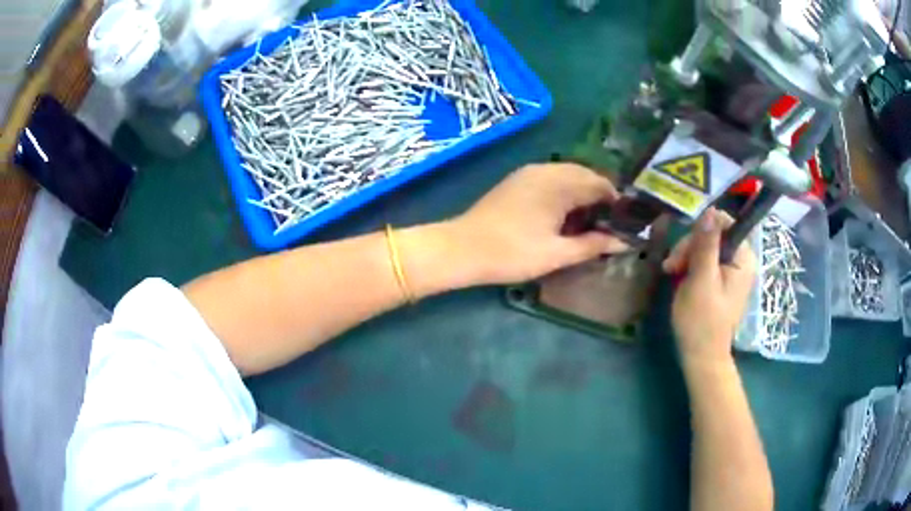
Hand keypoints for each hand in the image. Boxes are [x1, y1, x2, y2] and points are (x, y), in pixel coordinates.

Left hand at [448, 163, 628, 285]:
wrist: (461, 249)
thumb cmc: (512, 253)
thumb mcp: (557, 254)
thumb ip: (593, 245)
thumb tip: (624, 243)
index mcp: (559, 183)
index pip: (600, 183)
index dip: (616, 202)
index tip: (624, 223)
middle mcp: (546, 170)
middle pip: (585, 175)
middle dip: (600, 196)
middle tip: (608, 224)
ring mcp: (528, 173)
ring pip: (567, 175)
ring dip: (582, 193)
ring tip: (588, 222)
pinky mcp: (517, 180)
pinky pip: (551, 178)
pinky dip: (564, 192)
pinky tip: (564, 215)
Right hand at [663, 208, 756, 365]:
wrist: (701, 356)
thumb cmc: (702, 320)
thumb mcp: (701, 279)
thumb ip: (706, 245)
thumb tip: (710, 210)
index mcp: (743, 257)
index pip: (723, 223)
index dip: (701, 231)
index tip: (684, 250)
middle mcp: (741, 259)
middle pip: (713, 234)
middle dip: (690, 247)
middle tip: (672, 266)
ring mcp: (732, 270)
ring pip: (706, 246)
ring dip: (686, 256)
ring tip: (671, 272)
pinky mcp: (722, 280)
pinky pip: (705, 260)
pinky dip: (690, 265)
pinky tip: (678, 276)